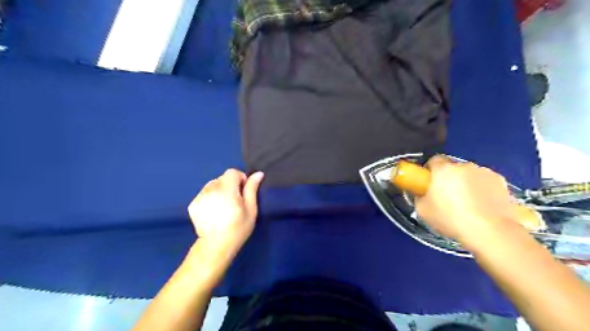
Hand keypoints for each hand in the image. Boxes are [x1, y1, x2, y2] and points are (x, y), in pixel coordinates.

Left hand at [187, 168, 263, 255]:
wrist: (216, 246)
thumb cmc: (238, 228)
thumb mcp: (251, 209)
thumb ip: (252, 189)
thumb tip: (258, 173)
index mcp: (227, 190)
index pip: (232, 172)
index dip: (240, 178)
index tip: (243, 192)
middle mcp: (211, 190)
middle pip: (222, 178)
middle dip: (229, 185)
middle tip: (234, 201)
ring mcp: (200, 197)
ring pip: (212, 185)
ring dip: (219, 191)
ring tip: (223, 207)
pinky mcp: (193, 204)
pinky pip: (204, 194)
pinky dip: (210, 198)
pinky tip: (214, 212)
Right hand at [415, 155, 517, 242]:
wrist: (489, 232)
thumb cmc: (451, 219)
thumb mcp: (422, 210)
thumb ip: (420, 196)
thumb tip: (423, 193)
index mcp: (443, 170)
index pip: (433, 160)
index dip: (430, 171)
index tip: (429, 183)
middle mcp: (464, 166)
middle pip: (452, 168)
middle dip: (449, 178)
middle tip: (447, 196)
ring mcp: (484, 172)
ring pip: (470, 174)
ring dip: (466, 183)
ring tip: (468, 203)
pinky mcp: (501, 181)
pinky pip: (485, 181)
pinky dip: (483, 189)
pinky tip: (482, 205)